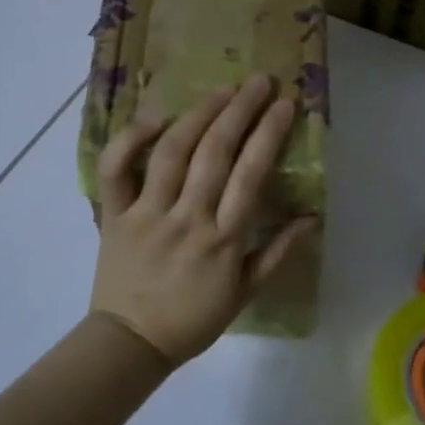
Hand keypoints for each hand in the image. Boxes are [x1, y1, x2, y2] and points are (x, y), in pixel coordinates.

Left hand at [90, 75, 318, 367]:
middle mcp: (187, 218)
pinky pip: (116, 170)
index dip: (269, 134)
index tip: (285, 103)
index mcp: (223, 240)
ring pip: (172, 152)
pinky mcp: (114, 214)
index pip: (251, 175)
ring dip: (199, 115)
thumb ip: (278, 253)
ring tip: (220, 91)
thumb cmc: (193, 319)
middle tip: (258, 82)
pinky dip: (131, 140)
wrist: (131, 342)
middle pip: (216, 153)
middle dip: (240, 110)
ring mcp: (147, 213)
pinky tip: (155, 119)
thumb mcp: (244, 293)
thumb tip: (311, 218)